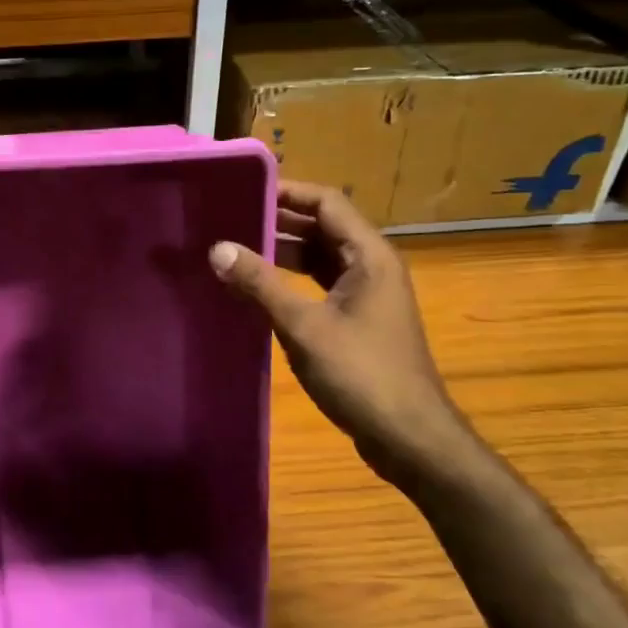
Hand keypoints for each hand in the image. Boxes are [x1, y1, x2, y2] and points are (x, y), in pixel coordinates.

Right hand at [208, 181, 484, 492]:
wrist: (410, 438)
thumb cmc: (362, 375)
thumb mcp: (304, 326)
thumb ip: (260, 284)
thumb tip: (218, 249)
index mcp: (369, 256)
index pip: (327, 202)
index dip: (287, 191)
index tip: (245, 189)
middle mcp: (372, 266)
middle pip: (323, 227)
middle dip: (279, 220)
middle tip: (230, 217)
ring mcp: (367, 295)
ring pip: (320, 257)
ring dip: (283, 251)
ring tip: (236, 247)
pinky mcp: (359, 320)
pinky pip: (321, 284)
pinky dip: (291, 280)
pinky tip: (259, 288)